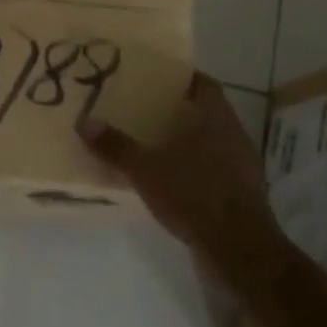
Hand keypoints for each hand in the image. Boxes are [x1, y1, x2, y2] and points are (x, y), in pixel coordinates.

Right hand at [80, 73, 277, 281]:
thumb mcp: (146, 169)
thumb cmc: (194, 194)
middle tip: (143, 109)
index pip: (204, 84)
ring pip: (210, 142)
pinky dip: (192, 168)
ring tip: (151, 143)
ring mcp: (242, 166)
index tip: (156, 77)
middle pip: (206, 112)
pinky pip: (214, 169)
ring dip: (185, 141)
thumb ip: (115, 146)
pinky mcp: (241, 193)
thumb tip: (84, 121)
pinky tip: (169, 179)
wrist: (239, 249)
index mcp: (216, 118)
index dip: (182, 77)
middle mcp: (234, 135)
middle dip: (177, 110)